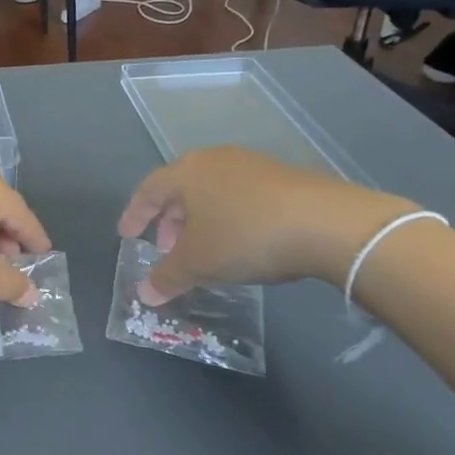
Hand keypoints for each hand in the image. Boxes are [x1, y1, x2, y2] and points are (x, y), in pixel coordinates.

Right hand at [117, 148, 413, 302]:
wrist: (328, 223)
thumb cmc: (245, 236)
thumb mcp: (198, 263)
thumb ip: (167, 277)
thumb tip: (143, 294)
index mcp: (187, 172)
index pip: (148, 189)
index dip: (134, 214)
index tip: (126, 235)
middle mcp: (215, 160)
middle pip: (181, 188)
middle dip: (169, 220)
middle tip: (166, 248)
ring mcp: (252, 165)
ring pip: (213, 191)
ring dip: (200, 220)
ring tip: (204, 250)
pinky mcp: (284, 177)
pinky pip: (241, 196)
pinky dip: (229, 217)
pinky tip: (241, 243)